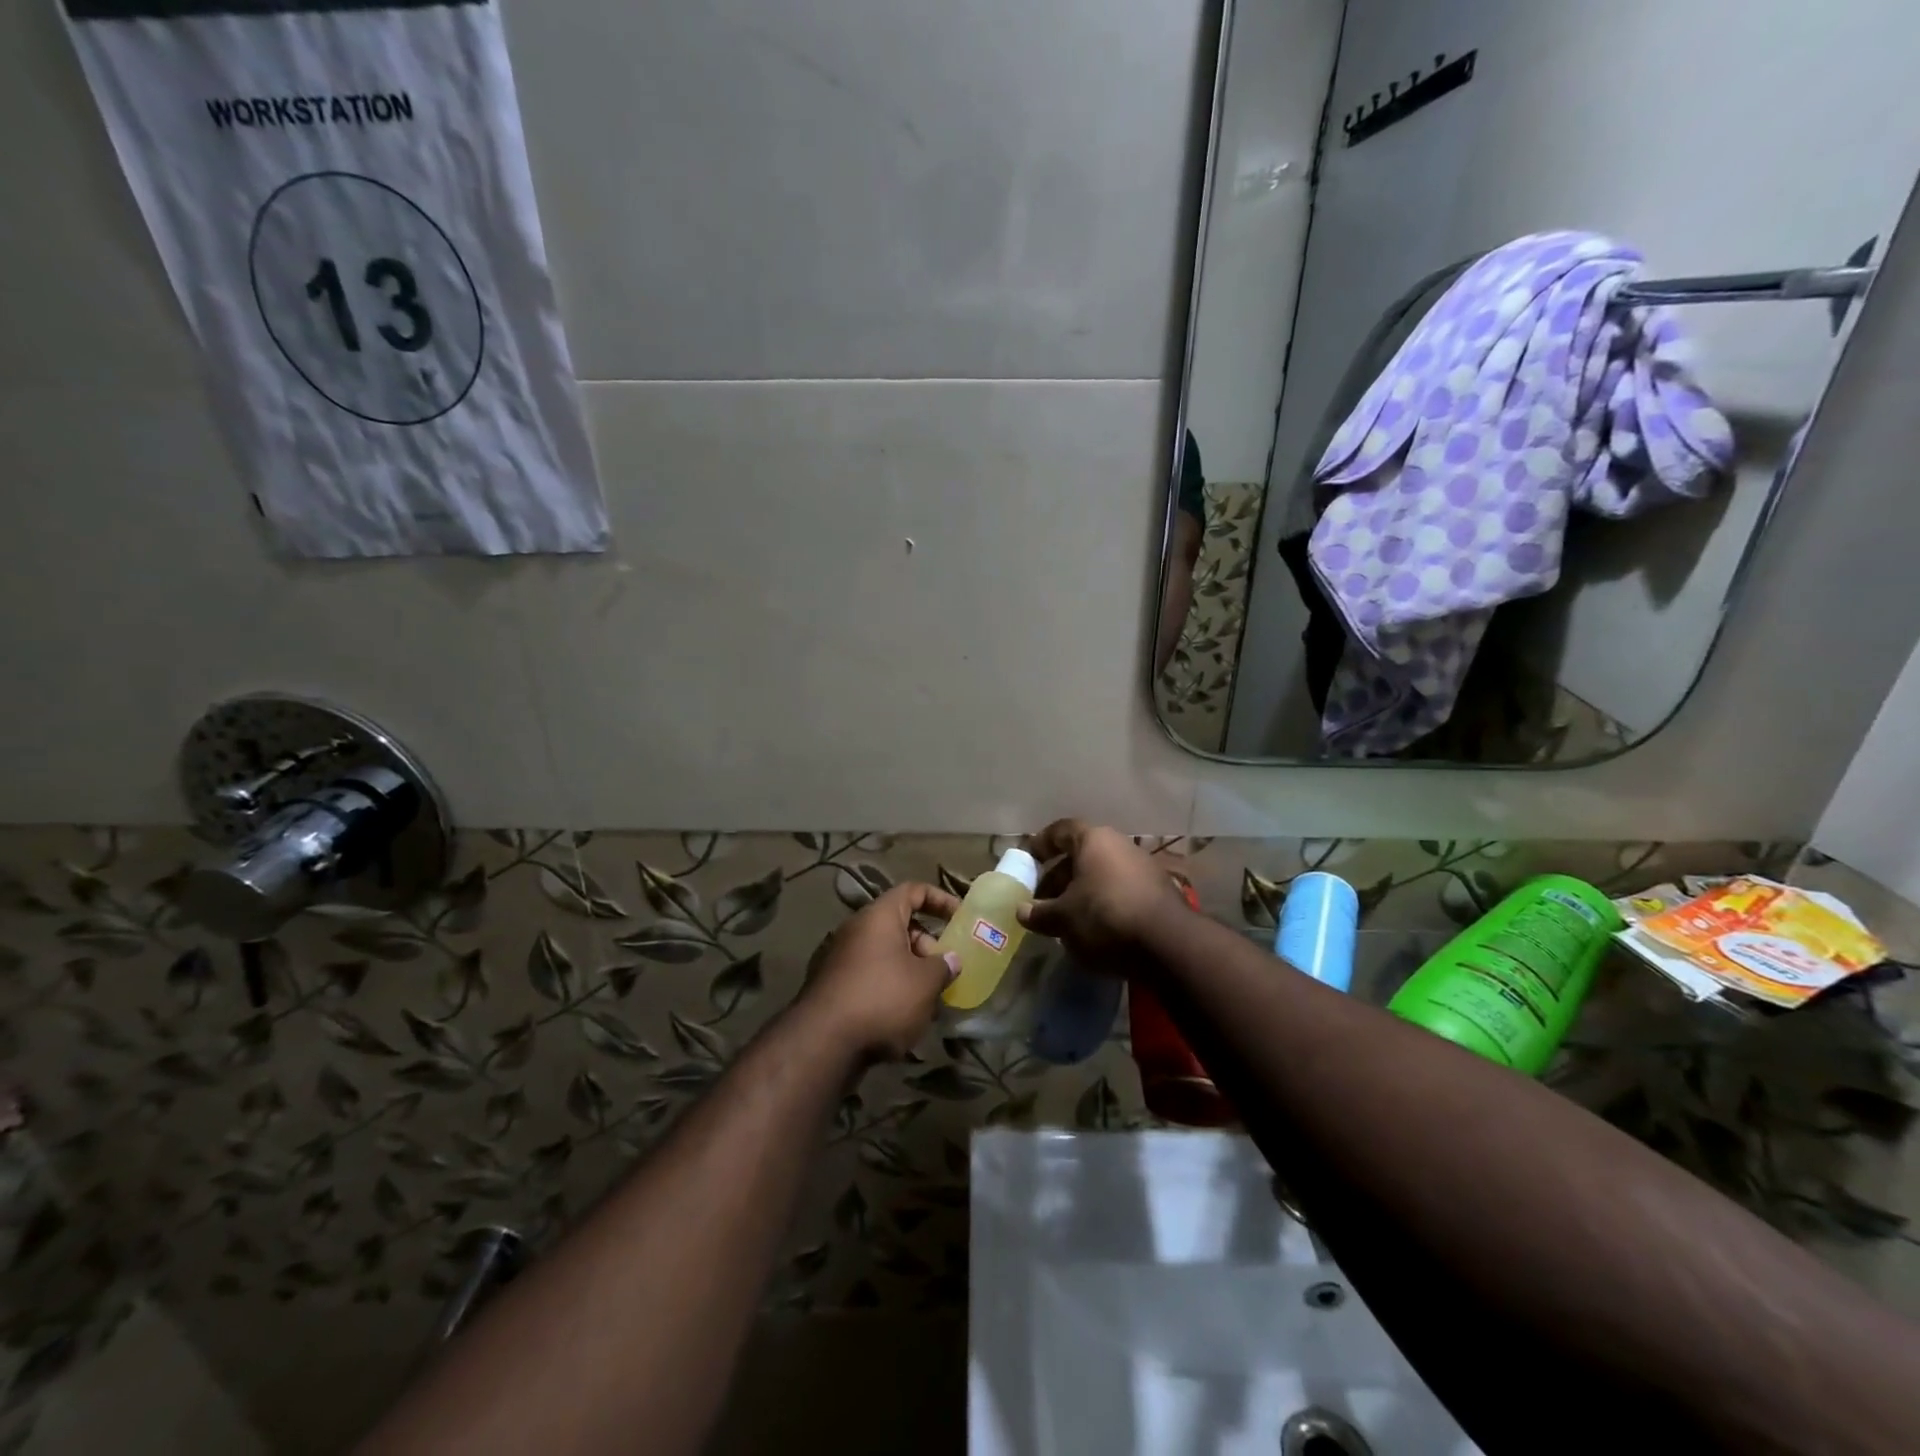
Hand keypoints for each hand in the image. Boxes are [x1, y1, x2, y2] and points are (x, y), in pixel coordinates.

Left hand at [799, 882, 960, 1063]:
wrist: (822, 1043)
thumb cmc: (882, 1000)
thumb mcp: (925, 983)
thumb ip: (943, 966)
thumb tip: (949, 959)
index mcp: (879, 916)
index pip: (913, 890)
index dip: (939, 899)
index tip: (960, 917)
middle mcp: (856, 929)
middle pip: (899, 924)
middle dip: (926, 944)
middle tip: (944, 969)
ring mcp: (840, 957)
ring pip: (885, 953)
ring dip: (910, 969)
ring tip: (929, 998)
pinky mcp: (832, 986)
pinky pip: (870, 975)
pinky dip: (890, 986)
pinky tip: (903, 1015)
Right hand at [1017, 819, 1181, 962]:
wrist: (1168, 945)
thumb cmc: (1105, 917)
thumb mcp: (1063, 918)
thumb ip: (1039, 913)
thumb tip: (1022, 911)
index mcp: (1094, 840)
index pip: (1061, 830)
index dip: (1042, 844)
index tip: (1028, 861)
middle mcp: (1120, 845)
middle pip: (1082, 855)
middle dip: (1059, 877)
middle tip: (1043, 901)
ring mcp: (1144, 867)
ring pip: (1102, 874)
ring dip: (1082, 892)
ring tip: (1066, 918)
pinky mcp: (1159, 892)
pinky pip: (1121, 890)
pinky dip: (1104, 903)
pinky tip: (1095, 928)